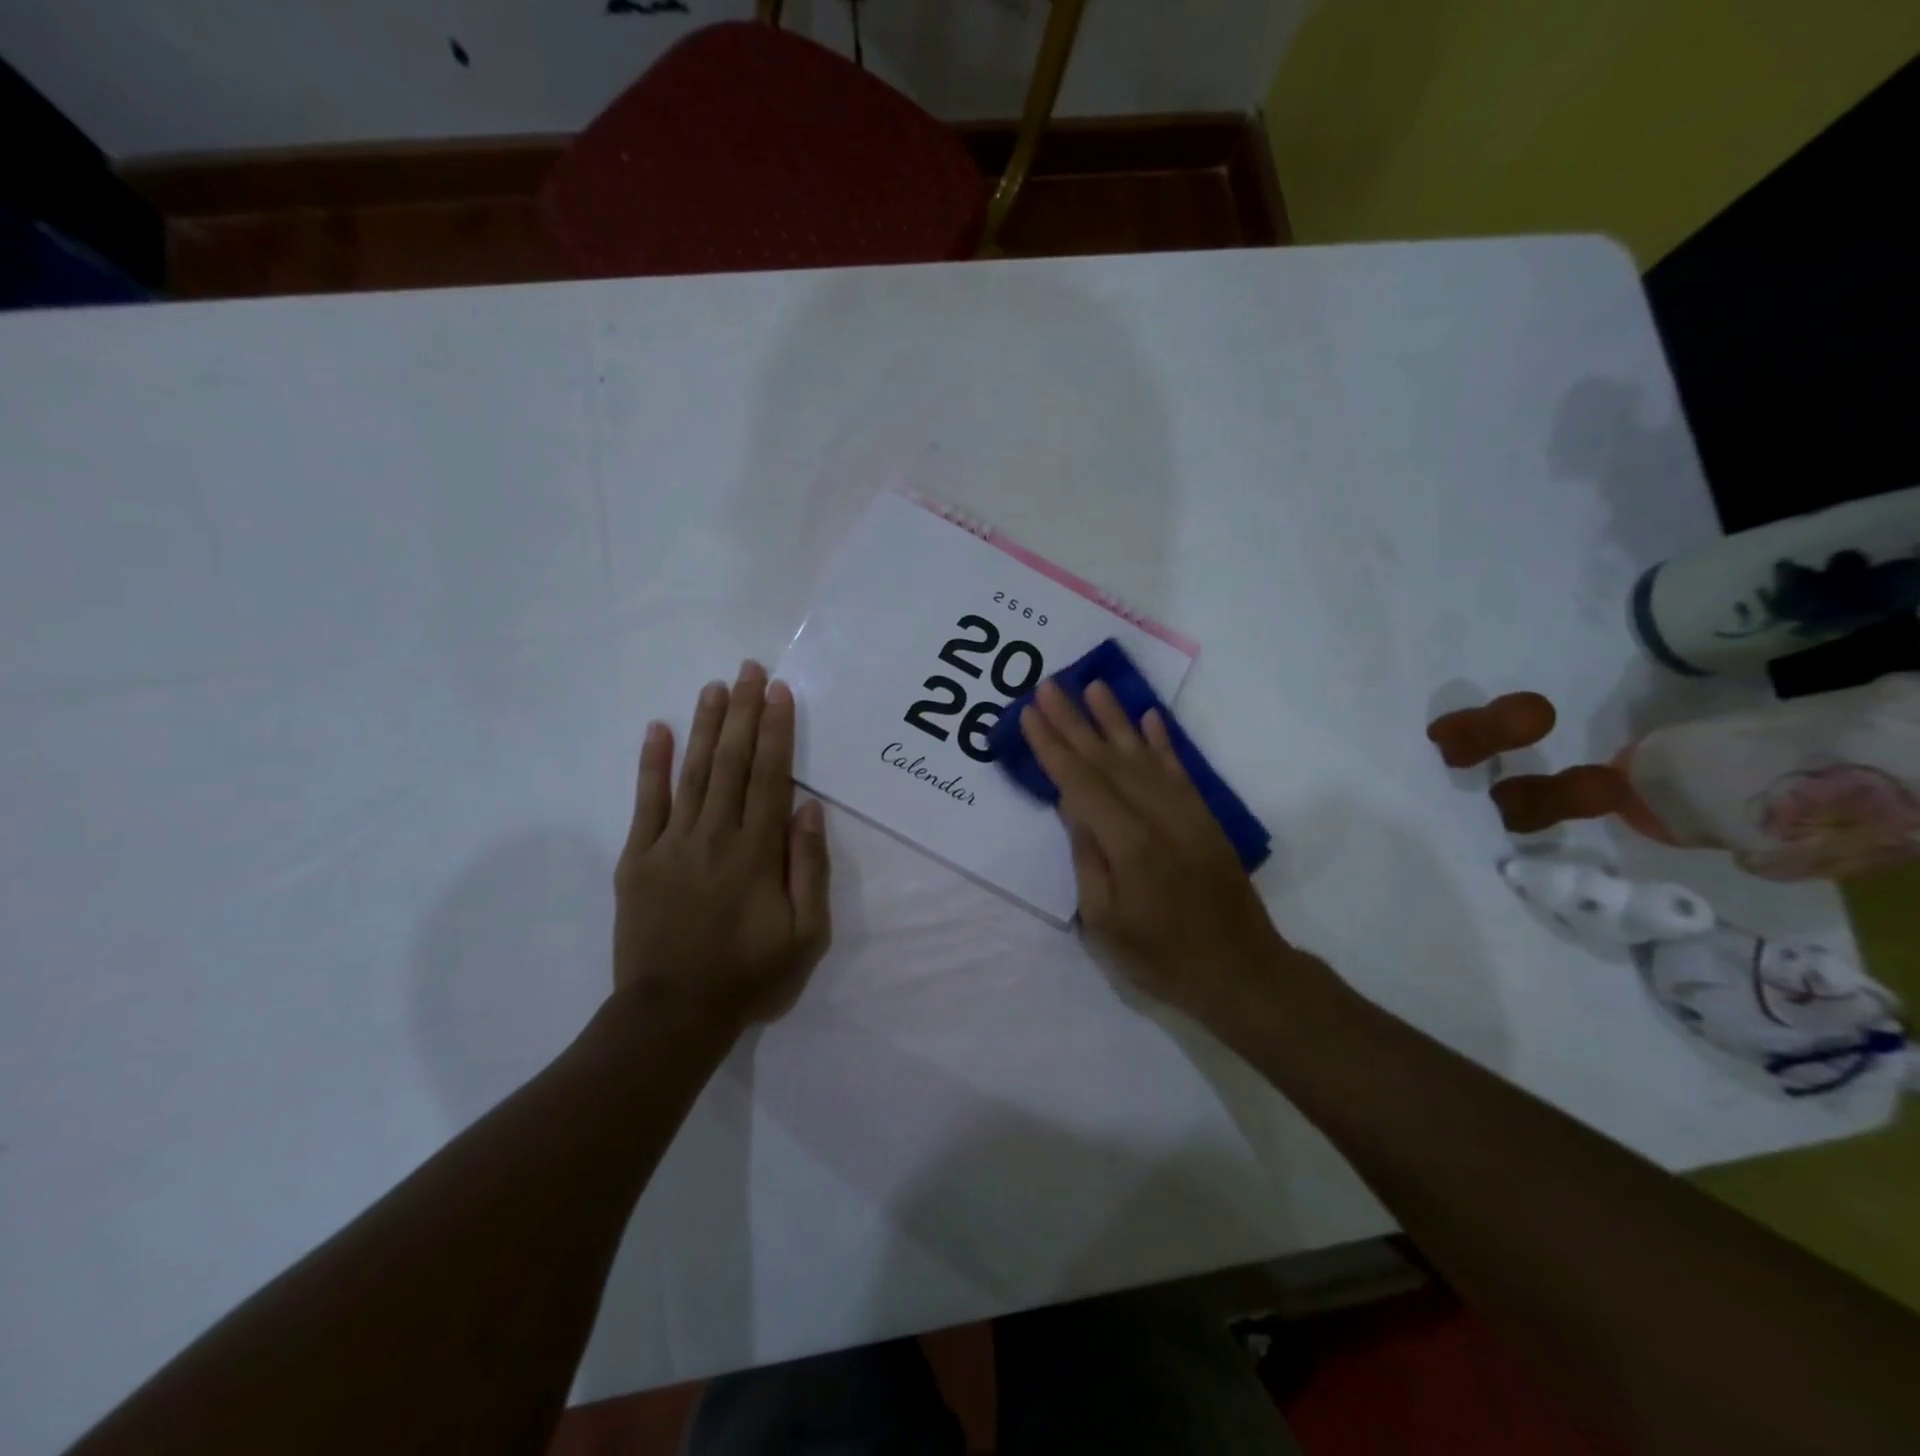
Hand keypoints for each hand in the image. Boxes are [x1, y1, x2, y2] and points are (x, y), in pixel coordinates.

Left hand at [612, 661, 831, 1029]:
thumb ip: (809, 868)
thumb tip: (809, 808)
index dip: (777, 731)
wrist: (673, 1015)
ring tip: (715, 687)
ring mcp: (671, 844)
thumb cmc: (750, 976)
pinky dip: (652, 764)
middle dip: (743, 713)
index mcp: (757, 853)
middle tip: (750, 670)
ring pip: (693, 772)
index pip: (771, 777)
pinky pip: (645, 802)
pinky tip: (658, 730)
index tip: (779, 693)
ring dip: (706, 726)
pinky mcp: (637, 859)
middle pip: (733, 763)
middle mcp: (715, 836)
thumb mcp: (806, 934)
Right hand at [1018, 680, 1300, 1023]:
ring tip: (1093, 685)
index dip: (1052, 746)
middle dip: (1074, 721)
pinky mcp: (1204, 816)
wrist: (1242, 971)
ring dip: (1115, 718)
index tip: (1030, 713)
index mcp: (1128, 842)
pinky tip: (1149, 718)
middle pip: (1106, 758)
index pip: (1080, 782)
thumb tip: (1072, 806)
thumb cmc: (1162, 956)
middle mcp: (1157, 814)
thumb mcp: (1105, 921)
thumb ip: (1088, 857)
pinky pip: (1179, 768)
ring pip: (1142, 754)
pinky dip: (1162, 741)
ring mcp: (1185, 811)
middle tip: (1048, 686)